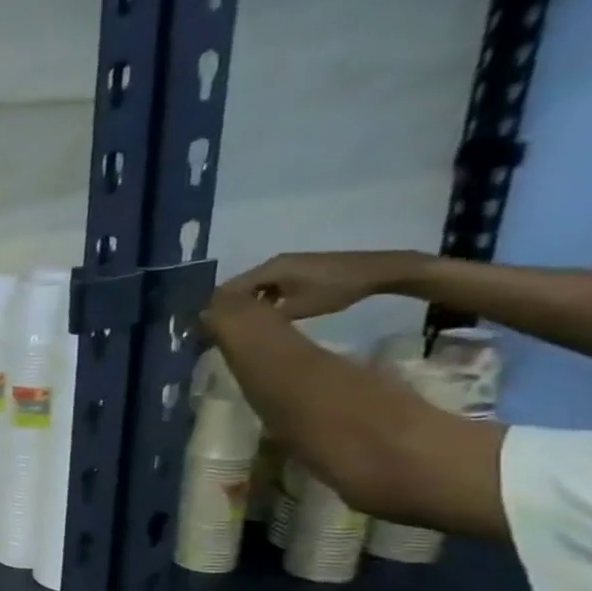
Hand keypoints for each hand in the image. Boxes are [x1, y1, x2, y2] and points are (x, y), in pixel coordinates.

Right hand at [215, 250, 423, 319]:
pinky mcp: (297, 269)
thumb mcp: (299, 308)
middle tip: (225, 327)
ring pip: (255, 286)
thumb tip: (240, 324)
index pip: (230, 288)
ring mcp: (286, 264)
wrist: (379, 271)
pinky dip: (263, 298)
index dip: (218, 307)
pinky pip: (269, 284)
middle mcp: (273, 263)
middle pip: (240, 286)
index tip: (211, 327)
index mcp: (269, 269)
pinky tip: (267, 313)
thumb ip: (266, 315)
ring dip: (248, 303)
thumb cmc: (337, 289)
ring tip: (244, 323)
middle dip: (231, 306)